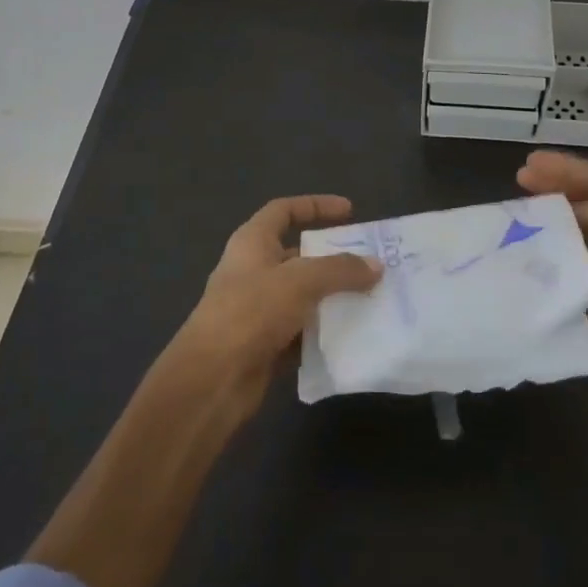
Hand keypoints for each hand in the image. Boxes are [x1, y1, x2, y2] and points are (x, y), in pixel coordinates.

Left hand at [172, 194, 381, 423]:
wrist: (211, 381)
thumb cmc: (251, 312)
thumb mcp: (300, 281)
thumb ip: (340, 269)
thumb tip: (376, 265)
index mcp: (252, 243)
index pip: (284, 210)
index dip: (316, 205)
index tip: (351, 211)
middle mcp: (254, 271)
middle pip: (299, 255)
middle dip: (334, 258)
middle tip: (371, 263)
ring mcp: (258, 310)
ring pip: (304, 296)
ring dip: (334, 297)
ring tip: (373, 298)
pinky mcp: (265, 345)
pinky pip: (303, 332)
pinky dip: (325, 332)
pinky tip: (354, 335)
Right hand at [517, 150, 587, 419]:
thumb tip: (567, 211)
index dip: (568, 167)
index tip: (532, 161)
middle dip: (558, 187)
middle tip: (520, 180)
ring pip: (583, 231)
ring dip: (555, 219)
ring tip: (522, 212)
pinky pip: (579, 264)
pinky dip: (558, 254)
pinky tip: (535, 252)